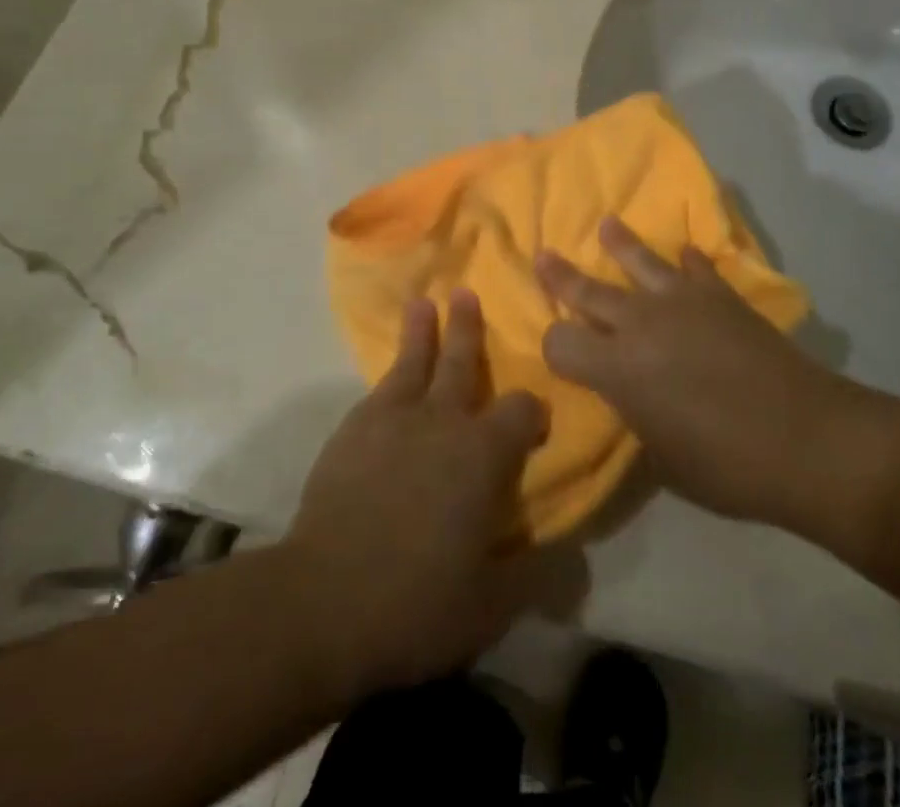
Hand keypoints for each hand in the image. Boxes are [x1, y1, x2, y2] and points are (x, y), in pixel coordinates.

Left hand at [286, 290, 566, 694]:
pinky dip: (389, 373)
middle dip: (468, 329)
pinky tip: (388, 376)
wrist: (323, 600)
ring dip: (421, 332)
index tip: (534, 419)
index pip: (520, 411)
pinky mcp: (353, 430)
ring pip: (413, 362)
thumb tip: (576, 563)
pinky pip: (378, 389)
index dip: (531, 411)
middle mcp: (443, 421)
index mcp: (483, 453)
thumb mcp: (490, 604)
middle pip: (461, 363)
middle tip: (467, 293)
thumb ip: (535, 576)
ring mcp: (393, 419)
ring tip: (422, 305)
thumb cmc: (416, 602)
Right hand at [535, 216, 844, 525]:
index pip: (561, 343)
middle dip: (561, 277)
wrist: (805, 437)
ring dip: (621, 244)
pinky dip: (688, 261)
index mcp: (618, 368)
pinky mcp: (721, 295)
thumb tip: (633, 396)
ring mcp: (682, 302)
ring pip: (640, 261)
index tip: (561, 355)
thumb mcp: (663, 459)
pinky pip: (697, 267)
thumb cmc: (727, 466)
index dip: (555, 348)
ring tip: (608, 225)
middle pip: (589, 291)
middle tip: (544, 256)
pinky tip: (686, 255)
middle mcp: (640, 323)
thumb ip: (637, 416)